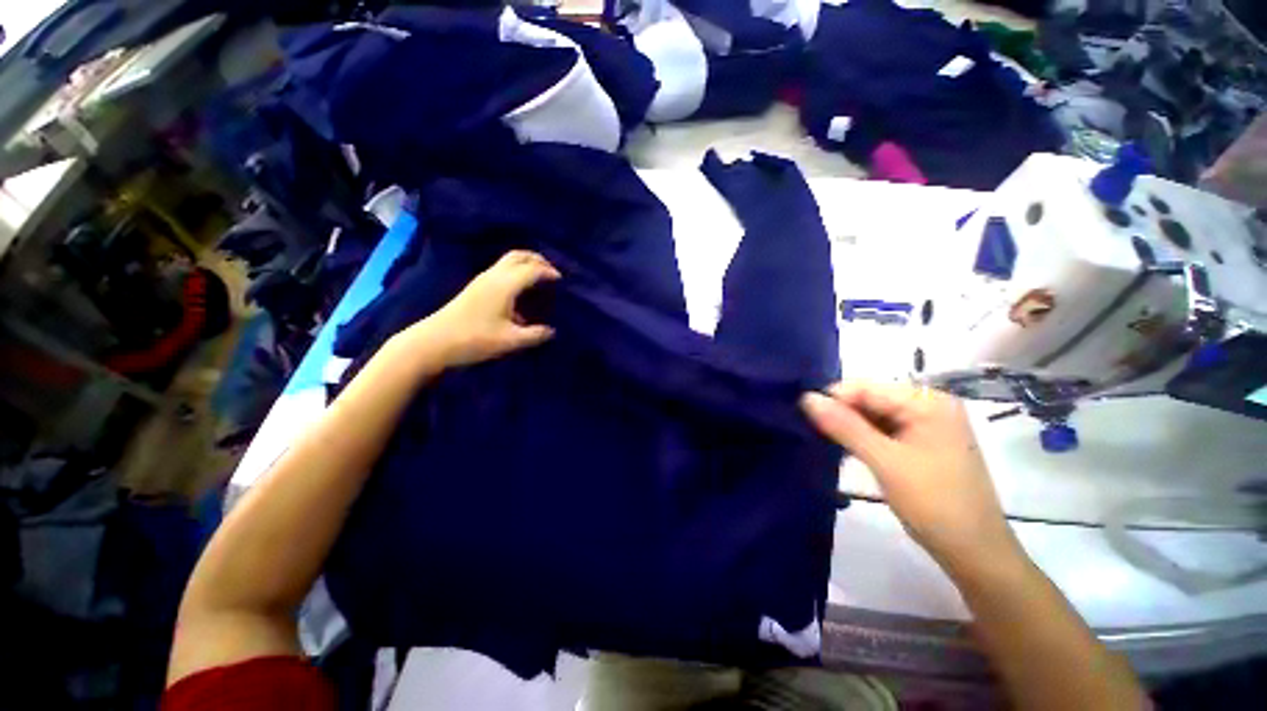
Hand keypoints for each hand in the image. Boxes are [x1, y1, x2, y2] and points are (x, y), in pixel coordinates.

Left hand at [410, 250, 560, 367]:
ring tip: (540, 279)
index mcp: (504, 285)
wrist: (433, 342)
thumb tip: (551, 331)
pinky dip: (517, 272)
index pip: (533, 269)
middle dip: (538, 260)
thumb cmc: (474, 340)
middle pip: (519, 255)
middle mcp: (494, 276)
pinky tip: (521, 292)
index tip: (562, 282)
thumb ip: (535, 335)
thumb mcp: (510, 341)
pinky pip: (502, 270)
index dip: (550, 272)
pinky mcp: (476, 287)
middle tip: (552, 273)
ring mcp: (483, 280)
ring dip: (527, 264)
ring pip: (508, 261)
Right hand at [800, 382, 1019, 572]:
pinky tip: (844, 449)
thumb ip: (844, 426)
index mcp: (927, 402)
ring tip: (822, 440)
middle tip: (809, 429)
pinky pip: (883, 430)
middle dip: (840, 413)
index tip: (802, 414)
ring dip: (848, 427)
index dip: (833, 398)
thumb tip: (806, 398)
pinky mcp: (921, 443)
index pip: (866, 387)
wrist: (974, 552)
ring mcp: (926, 425)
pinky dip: (862, 438)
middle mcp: (928, 406)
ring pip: (873, 415)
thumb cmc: (934, 503)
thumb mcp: (884, 461)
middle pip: (870, 399)